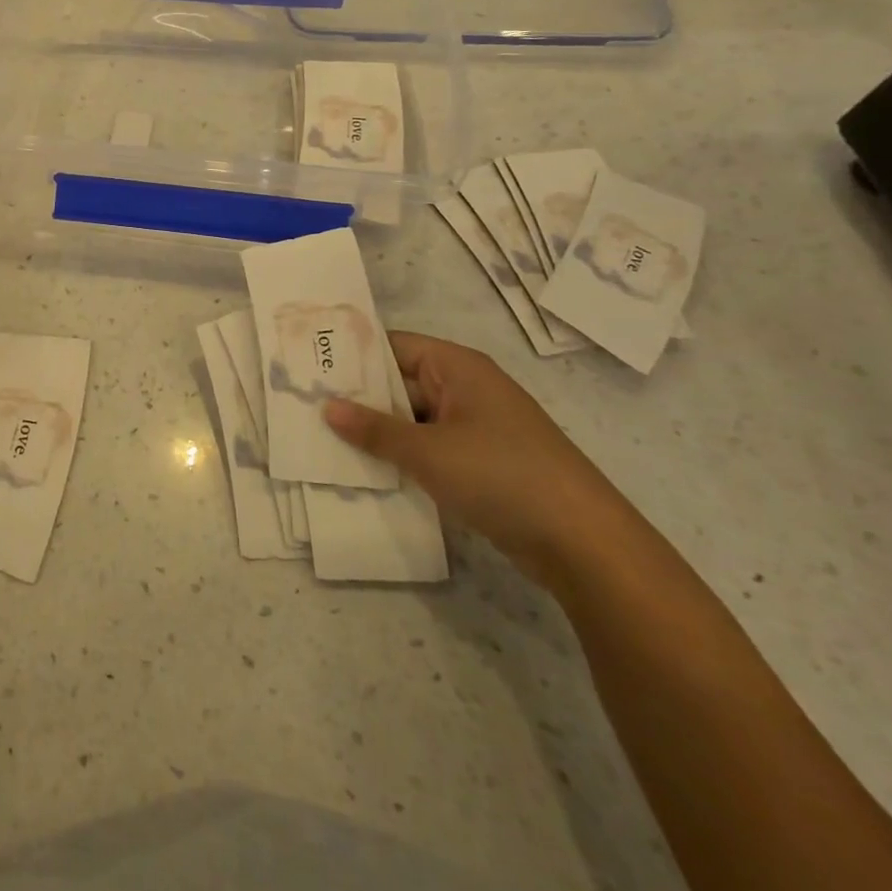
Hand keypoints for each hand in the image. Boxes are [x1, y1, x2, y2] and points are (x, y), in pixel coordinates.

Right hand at [322, 332, 629, 583]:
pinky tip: (366, 470)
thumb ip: (374, 429)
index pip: (392, 346)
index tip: (309, 367)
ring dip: (378, 432)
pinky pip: (429, 448)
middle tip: (306, 407)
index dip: (352, 354)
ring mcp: (475, 427)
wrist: (585, 544)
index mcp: (457, 368)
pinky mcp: (481, 463)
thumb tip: (326, 407)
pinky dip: (401, 456)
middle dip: (358, 397)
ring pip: (412, 419)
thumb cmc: (501, 475)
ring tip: (325, 439)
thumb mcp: (428, 451)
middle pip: (400, 382)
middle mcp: (466, 389)